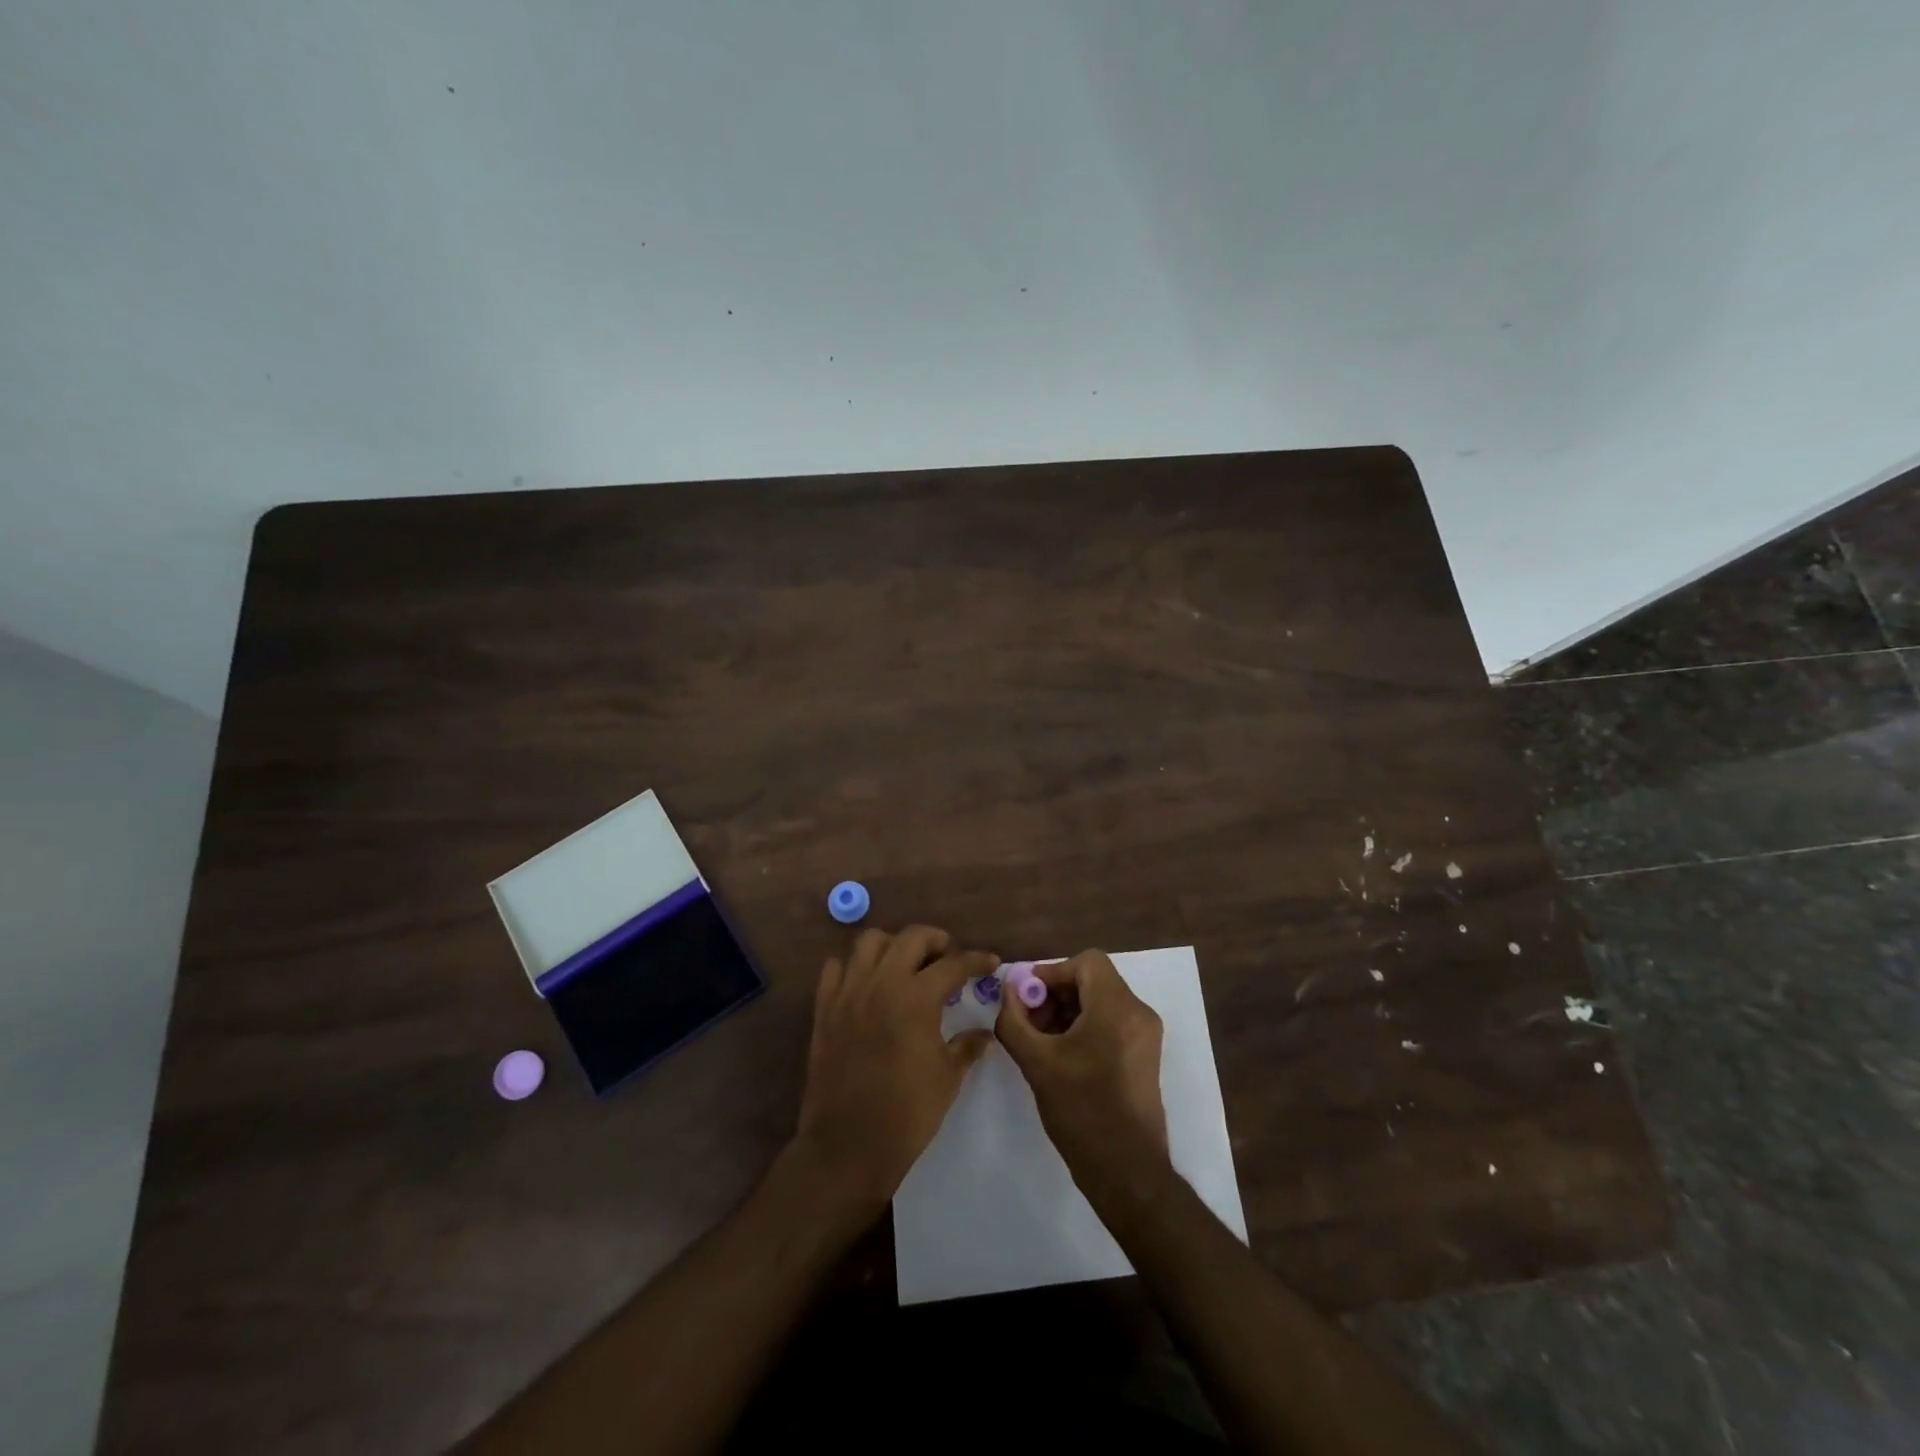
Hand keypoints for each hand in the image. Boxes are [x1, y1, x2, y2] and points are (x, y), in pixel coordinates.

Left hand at [793, 925, 997, 1218]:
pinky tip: (867, 983)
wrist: (847, 1147)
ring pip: (869, 941)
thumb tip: (985, 1032)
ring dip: (893, 945)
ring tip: (907, 965)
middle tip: (949, 959)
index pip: (953, 963)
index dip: (977, 960)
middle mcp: (881, 983)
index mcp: (916, 998)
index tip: (990, 963)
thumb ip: (967, 1046)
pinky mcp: (824, 1008)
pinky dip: (854, 966)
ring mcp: (848, 992)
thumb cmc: (906, 1114)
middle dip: (936, 941)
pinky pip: (835, 967)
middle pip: (911, 937)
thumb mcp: (947, 1078)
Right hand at [994, 950, 1169, 1201]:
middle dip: (1057, 994)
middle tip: (1030, 1021)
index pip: (1086, 962)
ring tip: (1042, 1042)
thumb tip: (1008, 989)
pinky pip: (1112, 1022)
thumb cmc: (1081, 1111)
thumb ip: (1014, 1020)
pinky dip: (1086, 1027)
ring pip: (1102, 1002)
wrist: (1127, 1171)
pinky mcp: (1145, 1056)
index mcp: (1117, 1007)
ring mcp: (1146, 1036)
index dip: (1053, 973)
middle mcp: (1138, 1013)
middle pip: (1094, 980)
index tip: (1028, 998)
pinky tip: (1063, 1056)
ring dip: (1069, 1011)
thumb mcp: (1036, 1063)